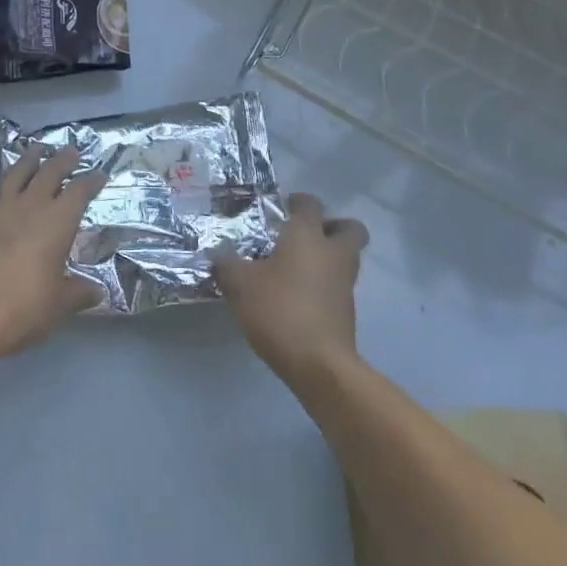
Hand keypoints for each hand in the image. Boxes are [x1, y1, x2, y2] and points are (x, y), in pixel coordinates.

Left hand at [0, 145, 107, 362]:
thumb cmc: (23, 307)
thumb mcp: (59, 304)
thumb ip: (79, 293)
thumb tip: (96, 291)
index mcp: (57, 221)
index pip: (79, 191)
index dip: (91, 181)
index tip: (99, 175)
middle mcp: (29, 207)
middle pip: (49, 172)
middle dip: (62, 160)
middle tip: (71, 151)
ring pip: (16, 174)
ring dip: (29, 160)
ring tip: (36, 151)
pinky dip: (6, 191)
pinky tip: (6, 200)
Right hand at [213, 192, 368, 382]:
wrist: (319, 364)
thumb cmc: (279, 310)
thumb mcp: (239, 284)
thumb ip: (226, 263)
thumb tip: (217, 252)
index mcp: (308, 236)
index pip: (311, 204)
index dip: (298, 202)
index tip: (282, 208)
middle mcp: (333, 253)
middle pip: (349, 228)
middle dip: (332, 226)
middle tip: (304, 235)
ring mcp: (345, 283)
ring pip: (346, 258)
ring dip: (328, 257)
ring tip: (295, 268)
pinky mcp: (347, 311)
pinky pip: (338, 285)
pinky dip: (324, 284)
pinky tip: (297, 295)